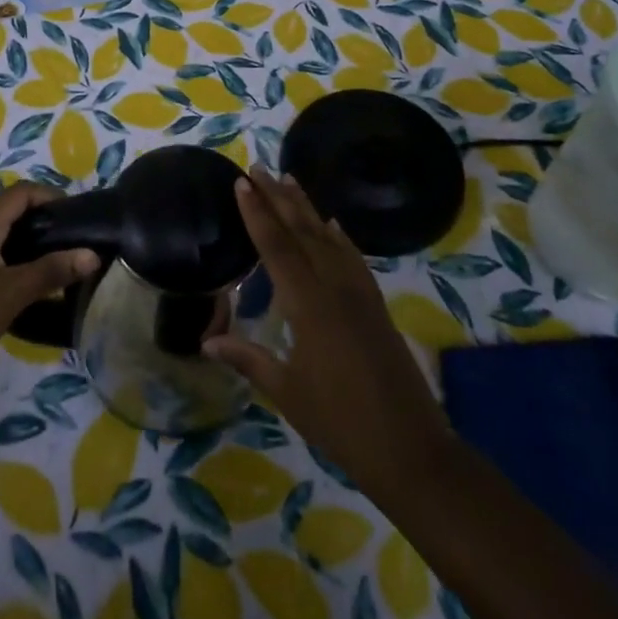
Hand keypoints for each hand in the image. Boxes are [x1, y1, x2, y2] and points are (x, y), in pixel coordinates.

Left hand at [0, 181, 98, 393]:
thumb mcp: (11, 295)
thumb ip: (51, 271)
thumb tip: (92, 254)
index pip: (22, 192)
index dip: (52, 197)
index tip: (79, 217)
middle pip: (11, 209)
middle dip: (44, 219)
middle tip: (74, 241)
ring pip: (0, 232)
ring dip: (29, 240)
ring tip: (57, 262)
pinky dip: (13, 257)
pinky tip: (26, 283)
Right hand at [203, 166, 451, 512]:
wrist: (411, 449)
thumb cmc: (340, 423)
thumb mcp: (287, 392)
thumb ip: (248, 359)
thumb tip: (206, 342)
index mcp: (309, 305)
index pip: (277, 247)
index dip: (257, 213)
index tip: (242, 182)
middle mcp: (335, 288)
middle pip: (302, 231)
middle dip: (278, 198)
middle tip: (258, 168)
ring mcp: (360, 294)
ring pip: (328, 237)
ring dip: (307, 207)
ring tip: (289, 179)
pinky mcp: (376, 305)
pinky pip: (353, 257)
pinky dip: (339, 236)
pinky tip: (333, 223)